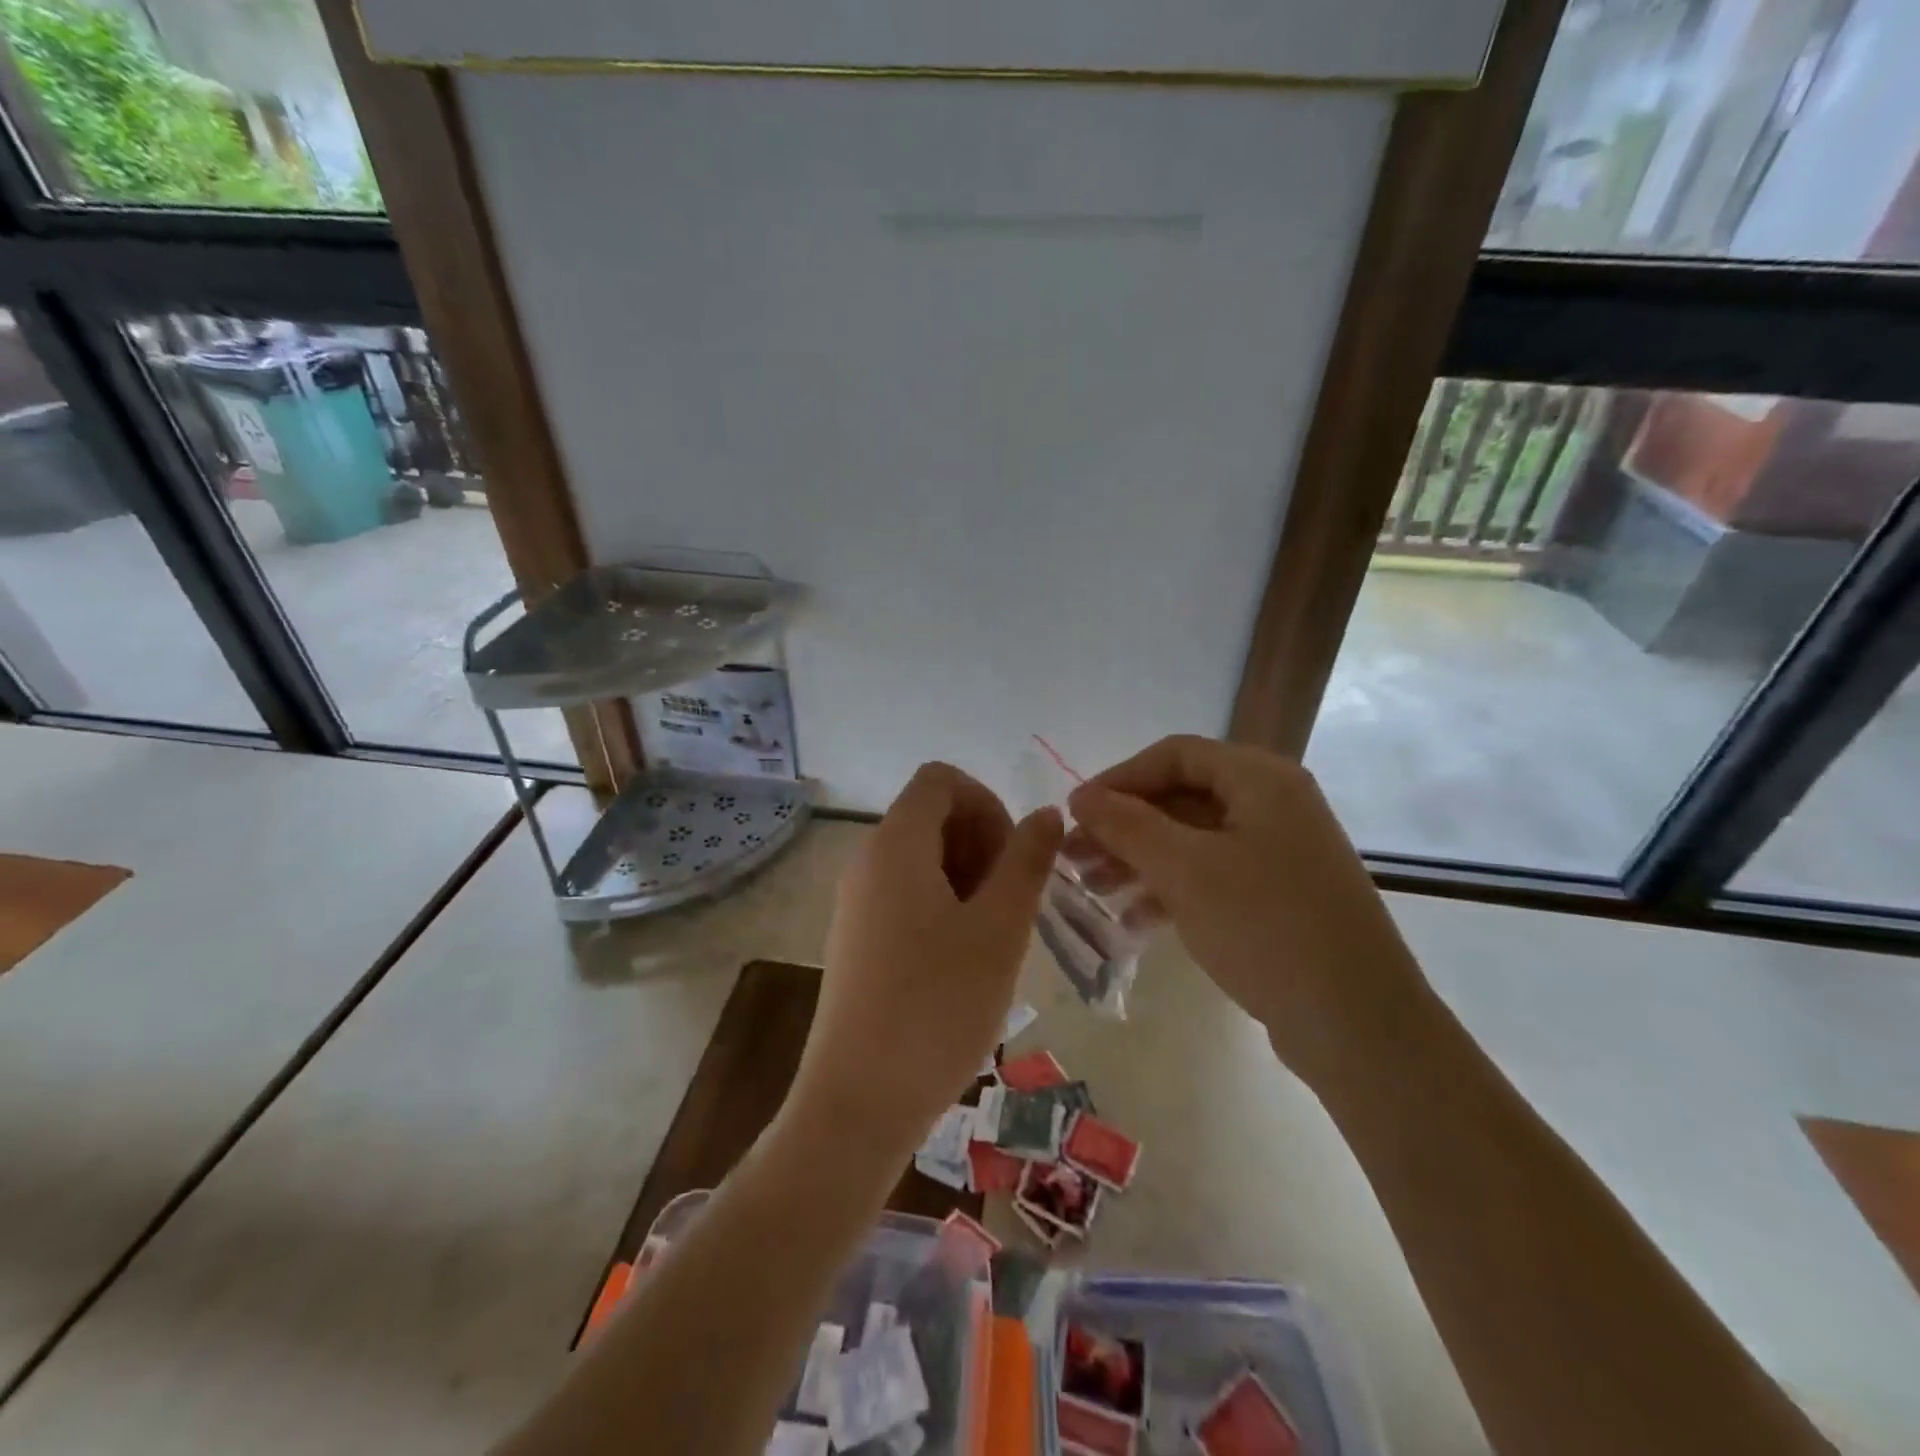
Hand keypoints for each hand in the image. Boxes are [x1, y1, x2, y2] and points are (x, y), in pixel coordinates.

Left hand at [789, 763, 1062, 1158]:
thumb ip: (1026, 861)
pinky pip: (906, 893)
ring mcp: (856, 901)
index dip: (987, 803)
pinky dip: (944, 904)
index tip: (1014, 857)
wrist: (858, 1102)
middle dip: (982, 841)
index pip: (941, 780)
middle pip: (931, 815)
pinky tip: (964, 959)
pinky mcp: (857, 938)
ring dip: (968, 877)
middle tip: (1011, 901)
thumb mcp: (999, 930)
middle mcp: (867, 860)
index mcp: (896, 844)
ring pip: (922, 857)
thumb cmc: (937, 1007)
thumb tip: (1046, 813)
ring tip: (994, 935)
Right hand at [1066, 736, 1423, 1086]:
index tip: (1075, 812)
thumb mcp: (1185, 869)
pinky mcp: (1278, 897)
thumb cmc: (1266, 926)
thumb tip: (1081, 797)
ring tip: (1091, 889)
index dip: (1119, 778)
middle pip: (1180, 798)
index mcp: (1261, 779)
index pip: (1174, 755)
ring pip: (1192, 840)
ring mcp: (1279, 853)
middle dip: (1123, 826)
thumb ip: (1128, 825)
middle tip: (1073, 856)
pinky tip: (1132, 920)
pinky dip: (1170, 890)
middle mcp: (1274, 805)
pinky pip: (1211, 876)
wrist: (1358, 1024)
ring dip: (1139, 860)